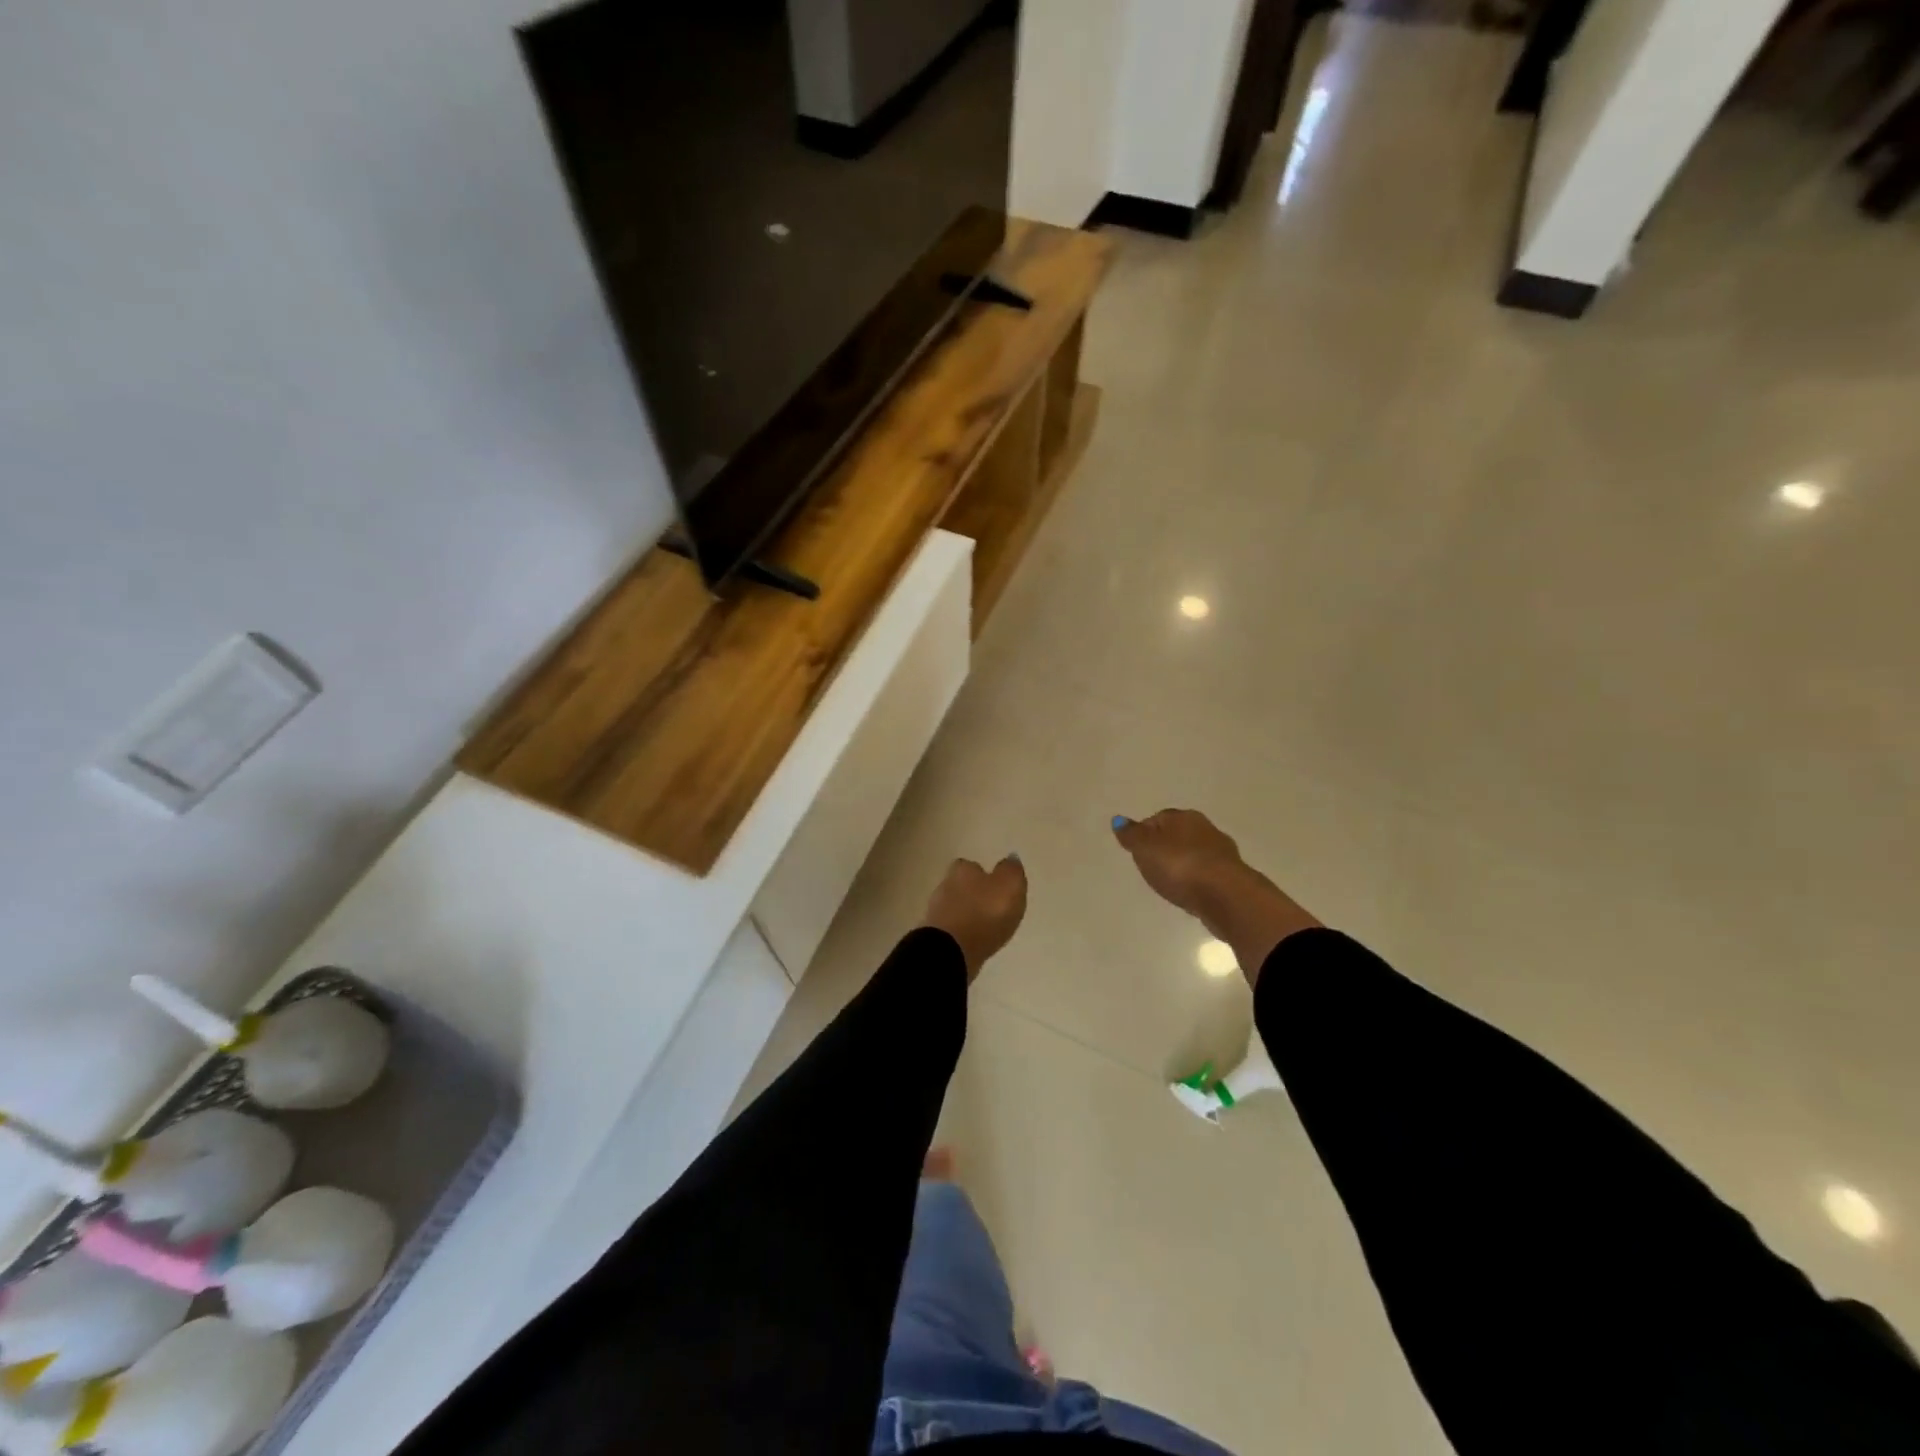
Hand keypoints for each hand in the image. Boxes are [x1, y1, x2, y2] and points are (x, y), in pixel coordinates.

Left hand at [923, 855, 1027, 980]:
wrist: (951, 952)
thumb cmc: (984, 913)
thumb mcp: (1009, 886)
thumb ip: (1011, 871)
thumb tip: (1011, 857)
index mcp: (963, 870)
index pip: (970, 866)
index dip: (982, 874)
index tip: (994, 885)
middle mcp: (945, 886)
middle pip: (960, 886)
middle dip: (973, 895)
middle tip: (990, 906)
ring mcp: (936, 913)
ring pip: (954, 908)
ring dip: (966, 915)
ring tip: (984, 926)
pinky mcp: (934, 937)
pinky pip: (951, 930)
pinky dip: (961, 933)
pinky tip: (972, 941)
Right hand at [1111, 809, 1246, 921]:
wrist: (1225, 895)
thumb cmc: (1179, 866)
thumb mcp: (1145, 848)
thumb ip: (1131, 835)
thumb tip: (1119, 819)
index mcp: (1183, 817)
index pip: (1158, 819)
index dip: (1144, 834)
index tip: (1136, 851)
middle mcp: (1205, 828)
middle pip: (1178, 835)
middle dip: (1165, 848)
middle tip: (1151, 866)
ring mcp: (1222, 853)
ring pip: (1195, 854)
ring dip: (1184, 864)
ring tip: (1170, 881)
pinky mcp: (1232, 877)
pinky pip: (1207, 874)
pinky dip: (1197, 880)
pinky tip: (1190, 892)